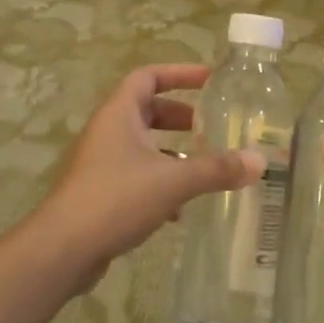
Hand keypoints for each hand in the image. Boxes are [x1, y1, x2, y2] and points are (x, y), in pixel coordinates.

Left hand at [34, 64, 262, 286]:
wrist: (63, 249)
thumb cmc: (116, 198)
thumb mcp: (173, 181)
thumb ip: (216, 169)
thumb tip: (260, 161)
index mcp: (119, 113)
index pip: (149, 76)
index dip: (179, 73)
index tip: (210, 79)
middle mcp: (108, 131)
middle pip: (147, 110)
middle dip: (181, 117)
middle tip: (211, 126)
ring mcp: (102, 162)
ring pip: (144, 146)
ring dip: (173, 153)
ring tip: (205, 167)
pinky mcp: (101, 192)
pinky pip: (138, 176)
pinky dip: (161, 183)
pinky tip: (183, 209)